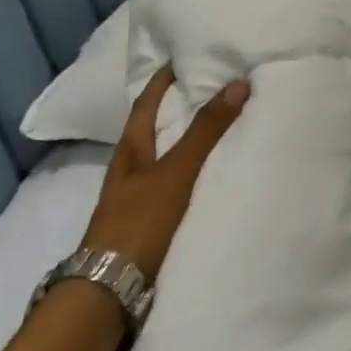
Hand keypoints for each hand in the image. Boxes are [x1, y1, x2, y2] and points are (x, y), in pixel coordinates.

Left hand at [81, 66, 249, 279]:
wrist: (113, 291)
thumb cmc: (140, 222)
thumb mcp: (175, 172)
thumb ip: (205, 132)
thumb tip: (237, 82)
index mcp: (129, 153)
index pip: (145, 105)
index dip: (161, 82)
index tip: (182, 60)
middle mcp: (130, 174)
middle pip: (154, 134)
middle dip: (177, 114)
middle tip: (211, 95)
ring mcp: (137, 204)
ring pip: (165, 165)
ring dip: (188, 150)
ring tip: (222, 137)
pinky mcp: (149, 230)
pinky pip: (176, 194)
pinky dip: (194, 183)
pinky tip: (214, 187)